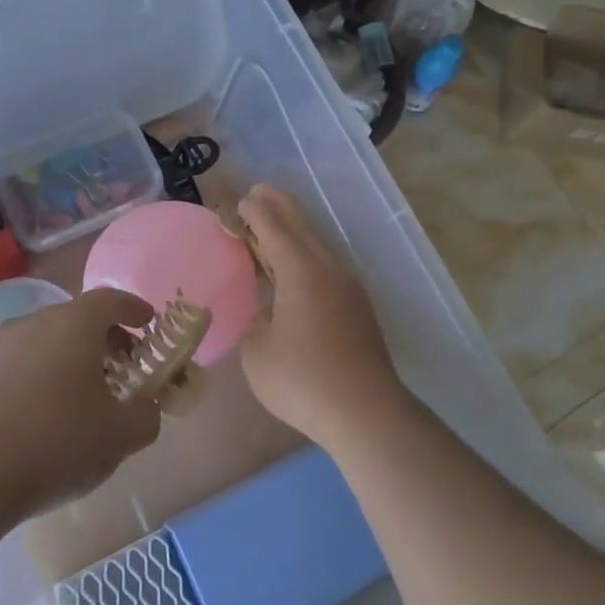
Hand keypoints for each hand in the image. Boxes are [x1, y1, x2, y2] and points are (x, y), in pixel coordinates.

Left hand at [0, 288, 162, 519]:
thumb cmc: (57, 443)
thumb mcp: (120, 435)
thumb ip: (146, 415)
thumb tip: (146, 408)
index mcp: (74, 324)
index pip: (111, 300)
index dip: (134, 309)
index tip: (148, 322)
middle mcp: (36, 322)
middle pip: (79, 317)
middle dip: (107, 337)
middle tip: (125, 365)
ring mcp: (2, 346)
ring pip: (50, 338)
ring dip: (75, 355)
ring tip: (90, 392)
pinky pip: (25, 360)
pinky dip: (47, 371)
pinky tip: (53, 409)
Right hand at [236, 184, 407, 444]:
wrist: (365, 410)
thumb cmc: (302, 378)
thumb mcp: (257, 352)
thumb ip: (255, 322)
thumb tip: (266, 314)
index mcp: (300, 269)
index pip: (273, 227)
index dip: (254, 211)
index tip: (239, 201)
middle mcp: (328, 268)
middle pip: (301, 226)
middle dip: (279, 207)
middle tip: (258, 194)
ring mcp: (348, 287)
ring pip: (317, 246)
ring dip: (294, 233)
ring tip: (274, 230)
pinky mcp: (358, 308)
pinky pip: (326, 268)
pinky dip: (306, 257)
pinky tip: (297, 273)